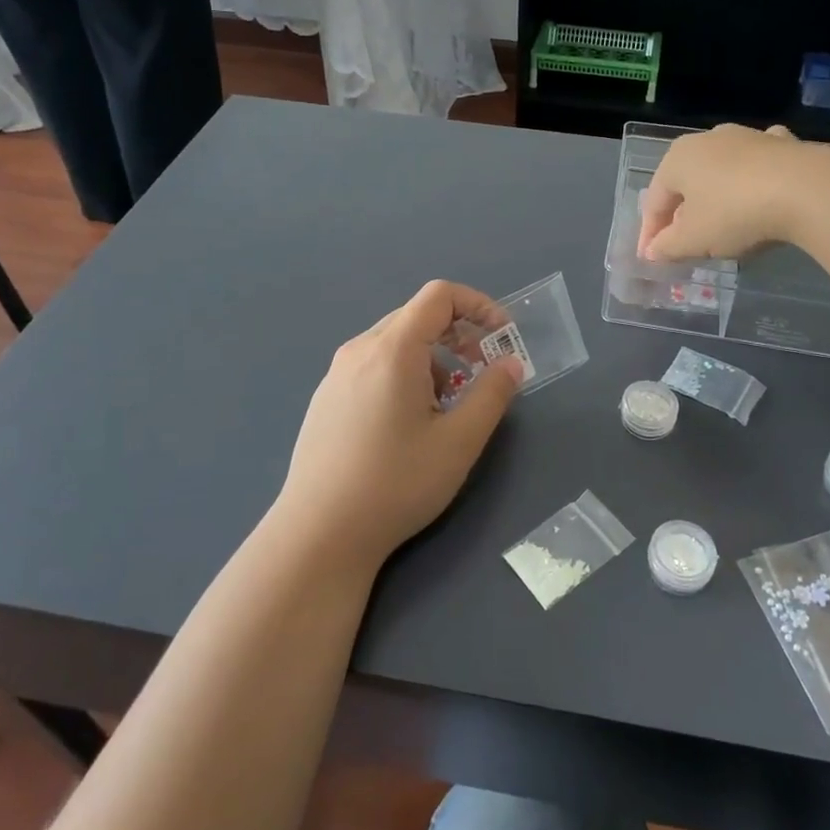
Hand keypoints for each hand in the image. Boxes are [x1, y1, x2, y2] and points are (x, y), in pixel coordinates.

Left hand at [274, 280, 522, 569]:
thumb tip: (510, 363)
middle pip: (417, 316)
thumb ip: (492, 394)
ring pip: (395, 343)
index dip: (478, 305)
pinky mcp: (326, 398)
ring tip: (446, 406)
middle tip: (482, 372)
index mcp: (393, 349)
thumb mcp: (459, 441)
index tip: (502, 337)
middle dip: (459, 335)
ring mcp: (336, 374)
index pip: (439, 295)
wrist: (319, 533)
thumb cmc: (396, 483)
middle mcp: (360, 349)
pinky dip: (404, 373)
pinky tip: (407, 423)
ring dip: (432, 358)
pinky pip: (373, 365)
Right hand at [638, 124, 812, 262]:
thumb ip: (667, 247)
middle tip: (683, 244)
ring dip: (716, 197)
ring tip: (721, 224)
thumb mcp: (693, 240)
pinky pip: (757, 166)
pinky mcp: (782, 144)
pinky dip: (753, 180)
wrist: (807, 189)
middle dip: (682, 214)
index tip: (650, 260)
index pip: (655, 201)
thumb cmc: (734, 213)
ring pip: (721, 172)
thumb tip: (652, 251)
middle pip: (686, 184)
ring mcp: (747, 137)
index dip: (649, 233)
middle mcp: (707, 140)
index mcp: (677, 158)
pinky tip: (761, 192)